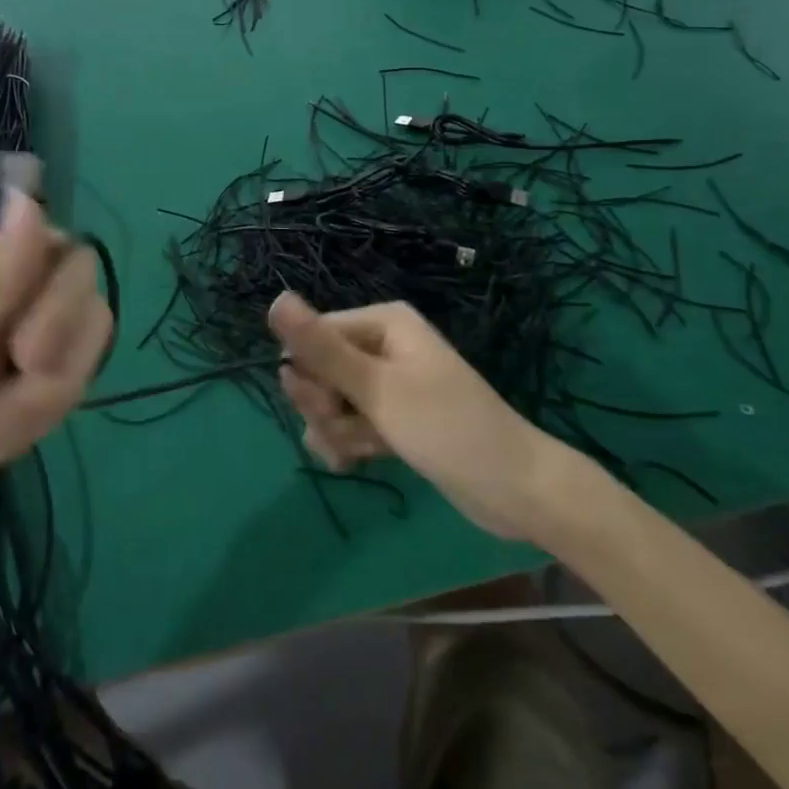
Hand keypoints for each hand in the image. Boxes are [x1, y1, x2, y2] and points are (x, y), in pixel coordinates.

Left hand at [0, 190, 110, 559]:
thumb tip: (31, 202)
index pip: (63, 254)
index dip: (61, 303)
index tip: (24, 355)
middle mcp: (0, 289)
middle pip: (83, 300)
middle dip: (54, 362)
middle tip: (0, 406)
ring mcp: (14, 339)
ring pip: (82, 351)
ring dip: (39, 402)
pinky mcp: (22, 387)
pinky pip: (66, 391)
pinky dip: (32, 424)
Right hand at [268, 292, 554, 540]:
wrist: (514, 489)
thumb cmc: (446, 427)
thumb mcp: (377, 388)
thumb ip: (322, 348)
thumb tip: (274, 299)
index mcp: (382, 322)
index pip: (313, 337)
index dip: (309, 375)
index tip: (325, 407)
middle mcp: (382, 345)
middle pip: (319, 370)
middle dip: (324, 408)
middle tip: (350, 431)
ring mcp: (388, 383)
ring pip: (331, 401)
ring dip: (335, 431)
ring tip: (361, 453)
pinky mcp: (393, 418)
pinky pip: (350, 422)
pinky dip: (349, 443)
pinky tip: (358, 463)